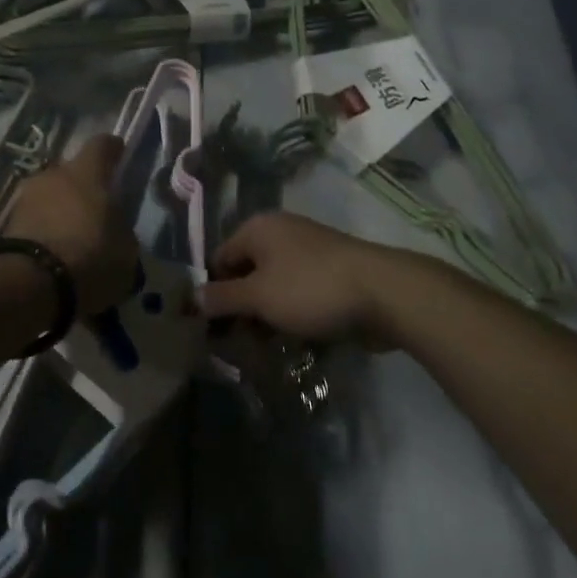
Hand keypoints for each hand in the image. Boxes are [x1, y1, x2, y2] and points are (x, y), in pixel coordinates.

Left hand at [3, 135, 137, 315]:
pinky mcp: (8, 223)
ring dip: (60, 208)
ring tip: (72, 234)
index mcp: (86, 173)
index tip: (119, 155)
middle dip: (83, 185)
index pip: (101, 145)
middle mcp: (53, 175)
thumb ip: (120, 228)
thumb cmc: (90, 256)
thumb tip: (114, 226)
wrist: (31, 283)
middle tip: (95, 208)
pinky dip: (44, 228)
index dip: (112, 150)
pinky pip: (35, 218)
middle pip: (71, 171)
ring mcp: (26, 197)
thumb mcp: (126, 249)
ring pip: (50, 195)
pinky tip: (54, 250)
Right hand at [202, 212, 450, 344]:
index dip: (212, 292)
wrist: (384, 293)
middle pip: (246, 272)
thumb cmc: (311, 288)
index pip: (219, 259)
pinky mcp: (330, 272)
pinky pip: (298, 292)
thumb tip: (191, 297)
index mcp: (258, 229)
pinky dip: (290, 313)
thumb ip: (222, 298)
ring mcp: (308, 251)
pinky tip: (292, 340)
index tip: (210, 329)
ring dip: (265, 316)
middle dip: (240, 308)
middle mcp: (280, 233)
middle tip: (236, 345)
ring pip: (273, 285)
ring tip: (264, 349)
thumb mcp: (259, 296)